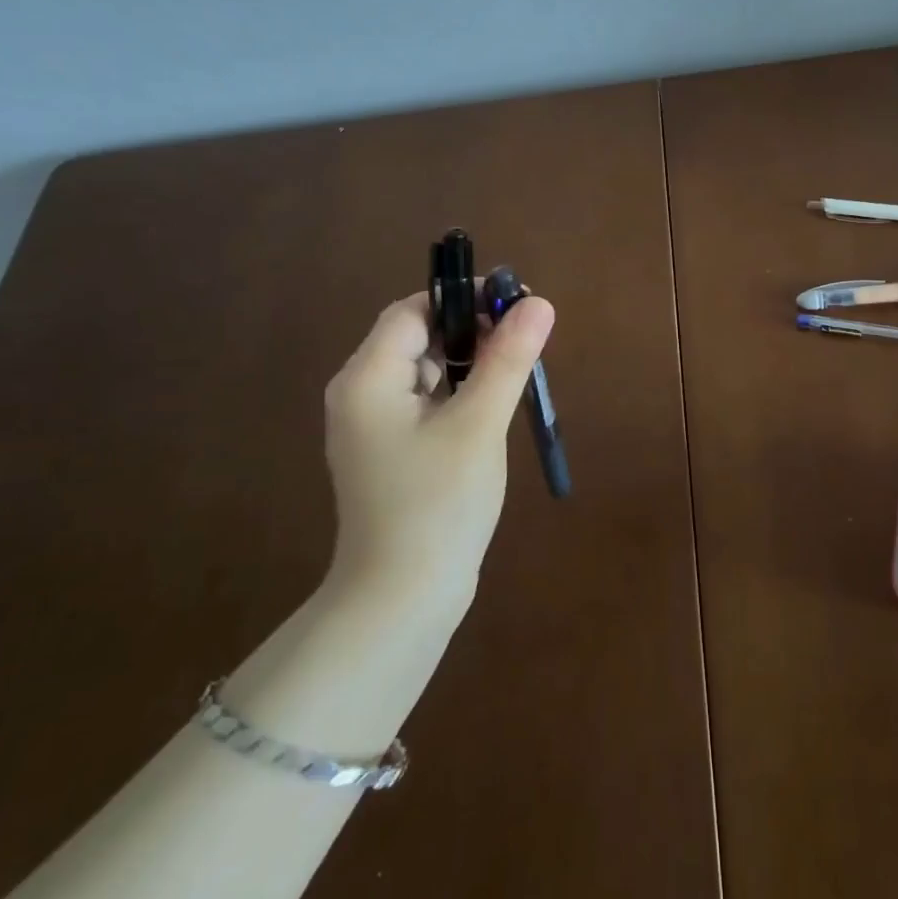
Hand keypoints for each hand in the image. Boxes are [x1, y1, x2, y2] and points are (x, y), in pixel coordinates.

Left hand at [321, 288, 555, 617]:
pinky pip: (424, 403)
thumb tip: (538, 303)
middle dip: (470, 330)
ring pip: (424, 371)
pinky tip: (490, 409)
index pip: (412, 311)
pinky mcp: (389, 454)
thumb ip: (507, 358)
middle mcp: (360, 395)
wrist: (402, 598)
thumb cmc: (438, 504)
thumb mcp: (479, 424)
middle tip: (523, 339)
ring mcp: (372, 428)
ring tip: (515, 371)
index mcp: (367, 379)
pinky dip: (458, 394)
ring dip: (468, 363)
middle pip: (416, 338)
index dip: (462, 299)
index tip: (513, 303)